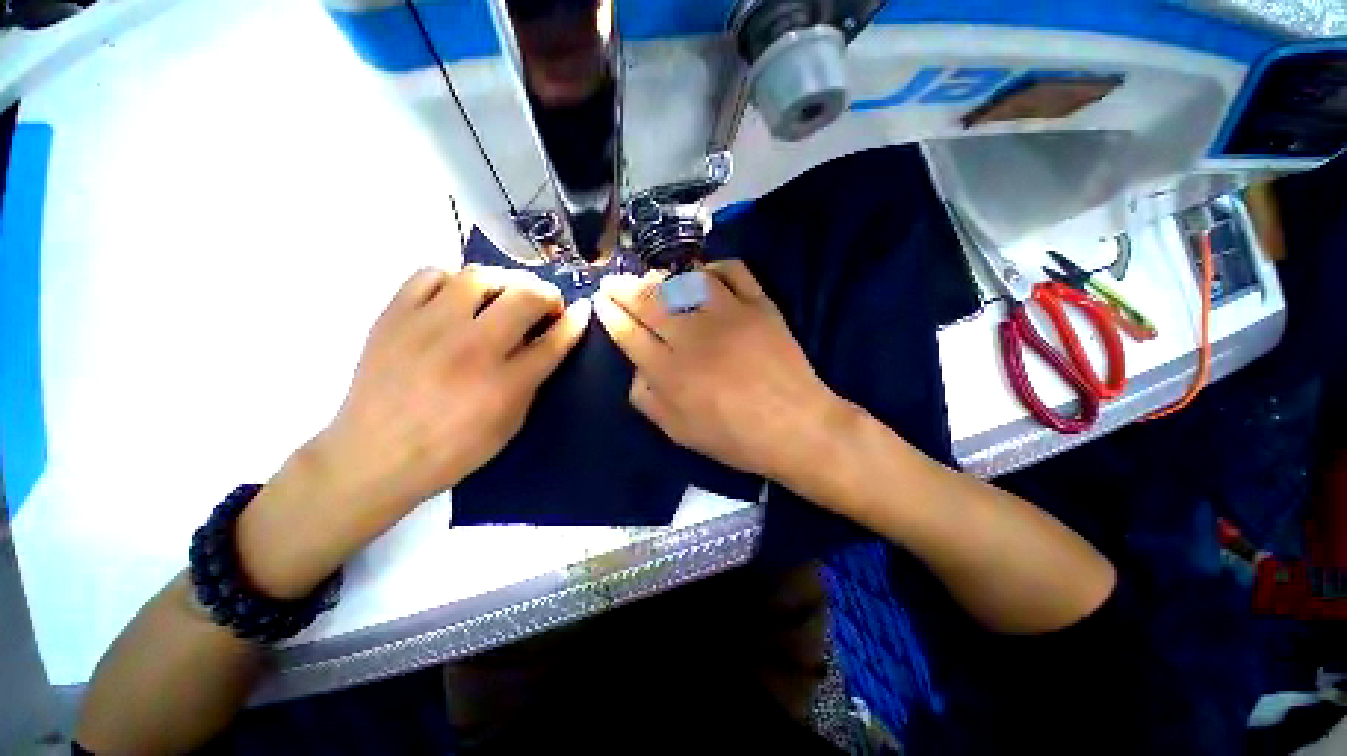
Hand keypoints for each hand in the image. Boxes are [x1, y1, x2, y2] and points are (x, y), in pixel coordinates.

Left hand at [238, 265, 589, 598]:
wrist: (373, 457)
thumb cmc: (450, 450)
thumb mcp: (508, 425)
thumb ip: (531, 381)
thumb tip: (545, 344)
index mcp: (504, 384)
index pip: (553, 341)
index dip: (574, 322)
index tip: (582, 310)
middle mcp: (471, 348)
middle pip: (524, 297)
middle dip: (546, 294)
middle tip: (546, 305)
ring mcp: (428, 327)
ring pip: (479, 275)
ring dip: (504, 282)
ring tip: (504, 297)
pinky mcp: (393, 316)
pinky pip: (430, 274)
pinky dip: (453, 280)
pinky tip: (457, 298)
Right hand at [593, 260, 850, 483]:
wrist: (795, 427)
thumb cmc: (734, 437)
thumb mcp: (678, 432)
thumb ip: (648, 399)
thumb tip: (637, 369)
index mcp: (670, 372)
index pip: (629, 333)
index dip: (611, 314)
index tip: (601, 302)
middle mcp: (693, 336)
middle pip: (649, 301)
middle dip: (623, 288)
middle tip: (612, 281)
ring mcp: (728, 315)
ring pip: (685, 281)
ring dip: (662, 276)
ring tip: (651, 278)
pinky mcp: (759, 305)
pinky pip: (733, 271)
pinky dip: (715, 267)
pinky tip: (704, 274)